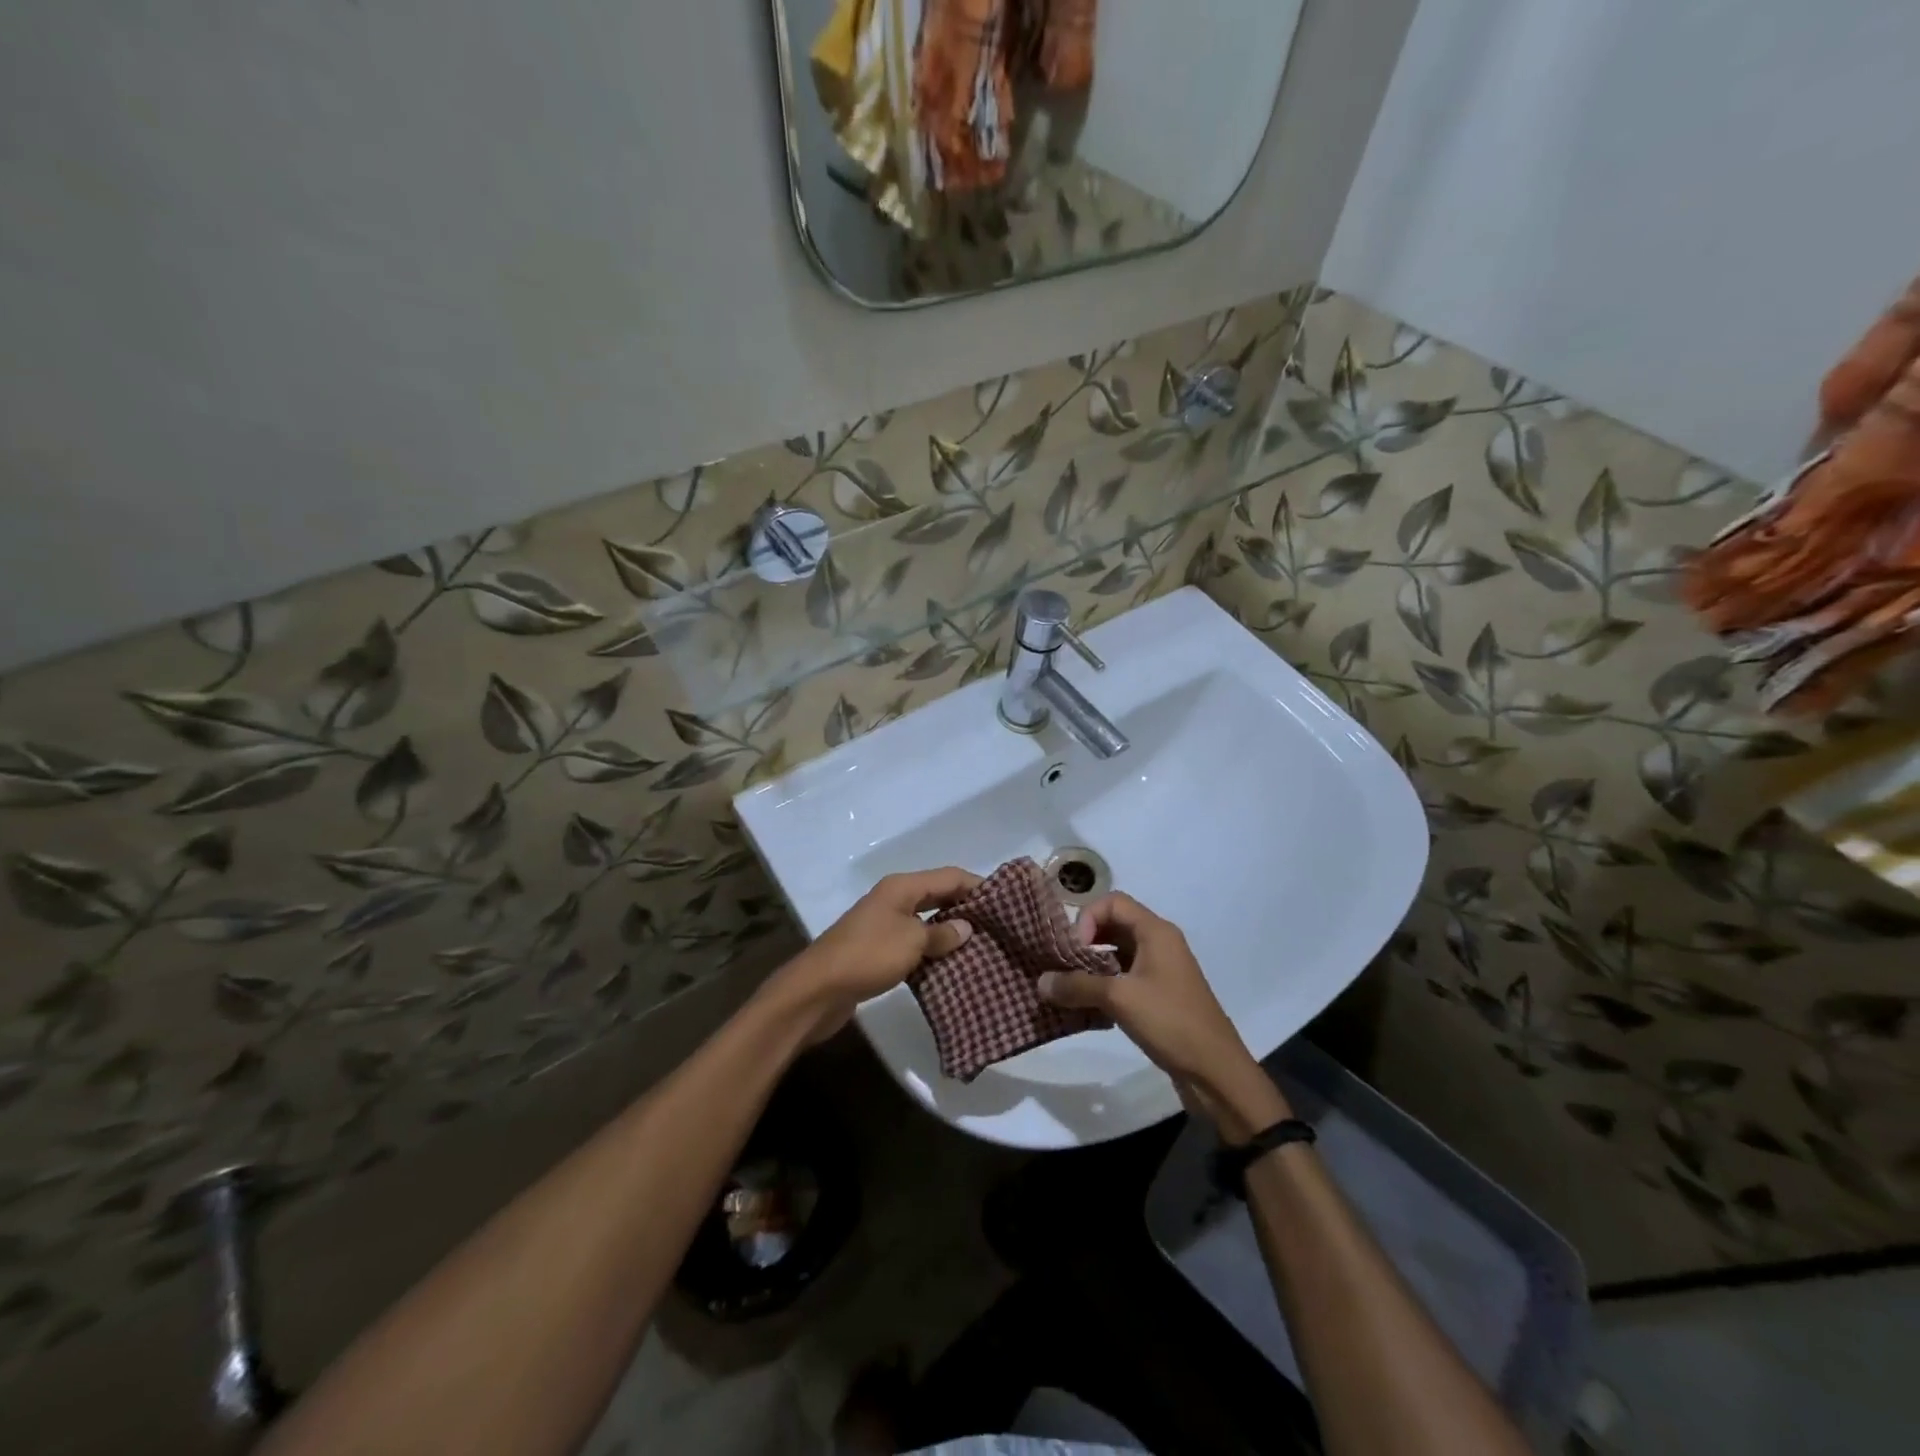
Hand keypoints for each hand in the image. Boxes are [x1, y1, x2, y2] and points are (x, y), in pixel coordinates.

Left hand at [772, 867, 979, 1041]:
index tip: (1006, 901)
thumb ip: (942, 934)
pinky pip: (915, 943)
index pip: (949, 876)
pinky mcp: (879, 950)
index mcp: (902, 887)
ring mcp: (885, 925)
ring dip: (951, 932)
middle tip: (999, 927)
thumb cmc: (867, 956)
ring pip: (927, 921)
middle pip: (939, 895)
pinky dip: (933, 950)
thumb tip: (967, 928)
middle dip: (967, 908)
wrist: (818, 990)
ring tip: (983, 947)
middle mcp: (894, 899)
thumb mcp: (911, 941)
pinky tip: (953, 966)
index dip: (978, 885)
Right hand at [1039, 892, 1288, 1140]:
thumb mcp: (1119, 999)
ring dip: (1092, 965)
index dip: (1088, 918)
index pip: (1113, 902)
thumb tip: (1040, 982)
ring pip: (1118, 953)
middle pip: (1114, 925)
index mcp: (1156, 932)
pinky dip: (1104, 985)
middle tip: (1063, 966)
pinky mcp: (1160, 996)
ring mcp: (1161, 970)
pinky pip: (1125, 977)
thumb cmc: (1171, 1022)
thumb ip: (1077, 986)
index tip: (1074, 949)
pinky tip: (1088, 1007)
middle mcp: (1159, 943)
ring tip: (1069, 987)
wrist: (1216, 1072)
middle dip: (1085, 941)